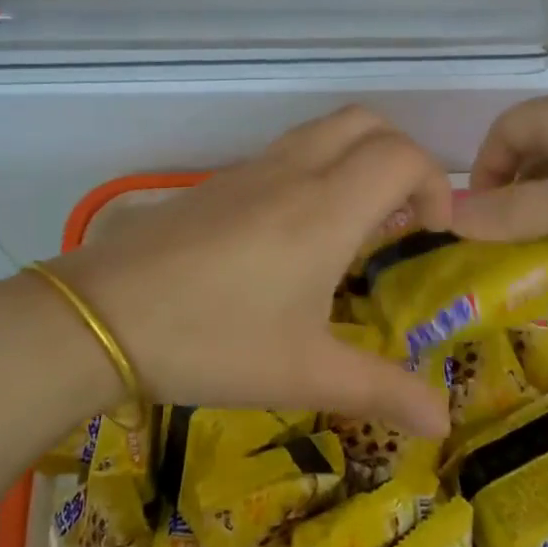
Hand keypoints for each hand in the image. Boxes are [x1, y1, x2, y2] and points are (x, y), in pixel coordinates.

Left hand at [46, 107, 453, 436]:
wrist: (102, 316)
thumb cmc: (214, 341)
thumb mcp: (305, 373)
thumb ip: (382, 391)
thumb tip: (444, 423)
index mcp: (327, 208)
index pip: (403, 156)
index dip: (435, 184)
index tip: (429, 233)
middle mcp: (295, 172)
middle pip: (367, 123)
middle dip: (400, 158)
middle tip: (399, 217)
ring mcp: (251, 170)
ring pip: (324, 130)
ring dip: (356, 158)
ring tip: (353, 225)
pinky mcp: (218, 182)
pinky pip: (286, 151)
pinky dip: (316, 169)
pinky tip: (295, 235)